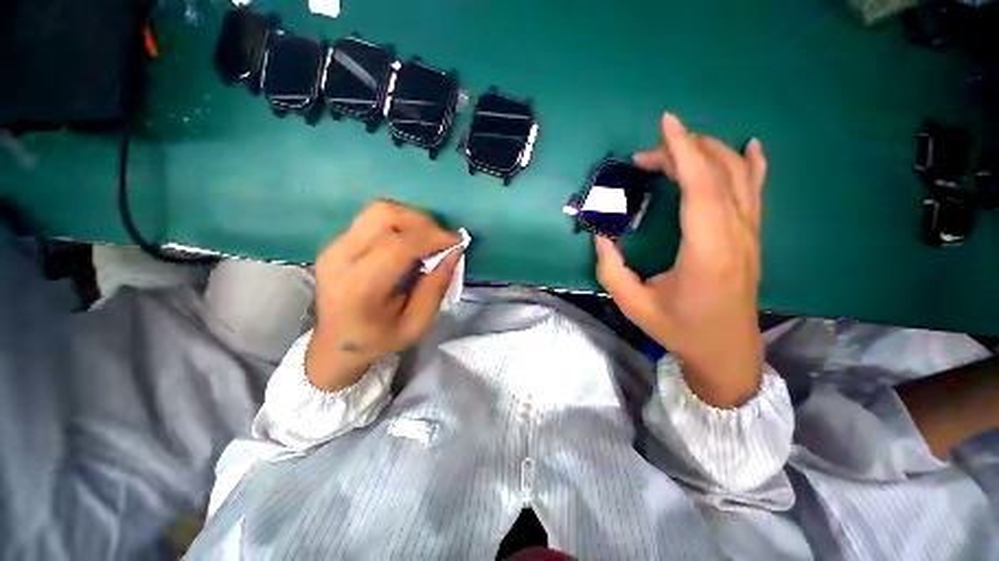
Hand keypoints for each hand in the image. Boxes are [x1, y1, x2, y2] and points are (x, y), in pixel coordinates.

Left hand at [305, 200, 461, 391]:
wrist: (336, 344)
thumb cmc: (379, 340)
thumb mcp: (417, 324)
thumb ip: (436, 287)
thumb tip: (454, 251)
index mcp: (359, 288)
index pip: (398, 245)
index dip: (432, 237)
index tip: (457, 241)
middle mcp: (339, 259)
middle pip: (384, 214)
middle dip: (422, 221)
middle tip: (442, 239)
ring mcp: (333, 246)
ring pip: (378, 210)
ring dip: (411, 219)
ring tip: (428, 239)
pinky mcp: (336, 242)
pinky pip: (373, 218)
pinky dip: (400, 223)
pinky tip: (411, 242)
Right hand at [595, 113, 766, 407]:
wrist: (726, 350)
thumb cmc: (678, 329)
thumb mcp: (633, 304)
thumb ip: (611, 269)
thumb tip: (600, 238)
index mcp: (706, 251)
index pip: (700, 187)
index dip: (682, 151)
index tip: (665, 124)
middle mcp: (735, 235)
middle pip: (717, 173)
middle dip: (682, 152)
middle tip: (645, 158)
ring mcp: (750, 234)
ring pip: (738, 176)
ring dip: (707, 153)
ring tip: (676, 149)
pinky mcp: (752, 237)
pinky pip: (756, 190)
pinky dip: (751, 164)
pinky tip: (750, 146)